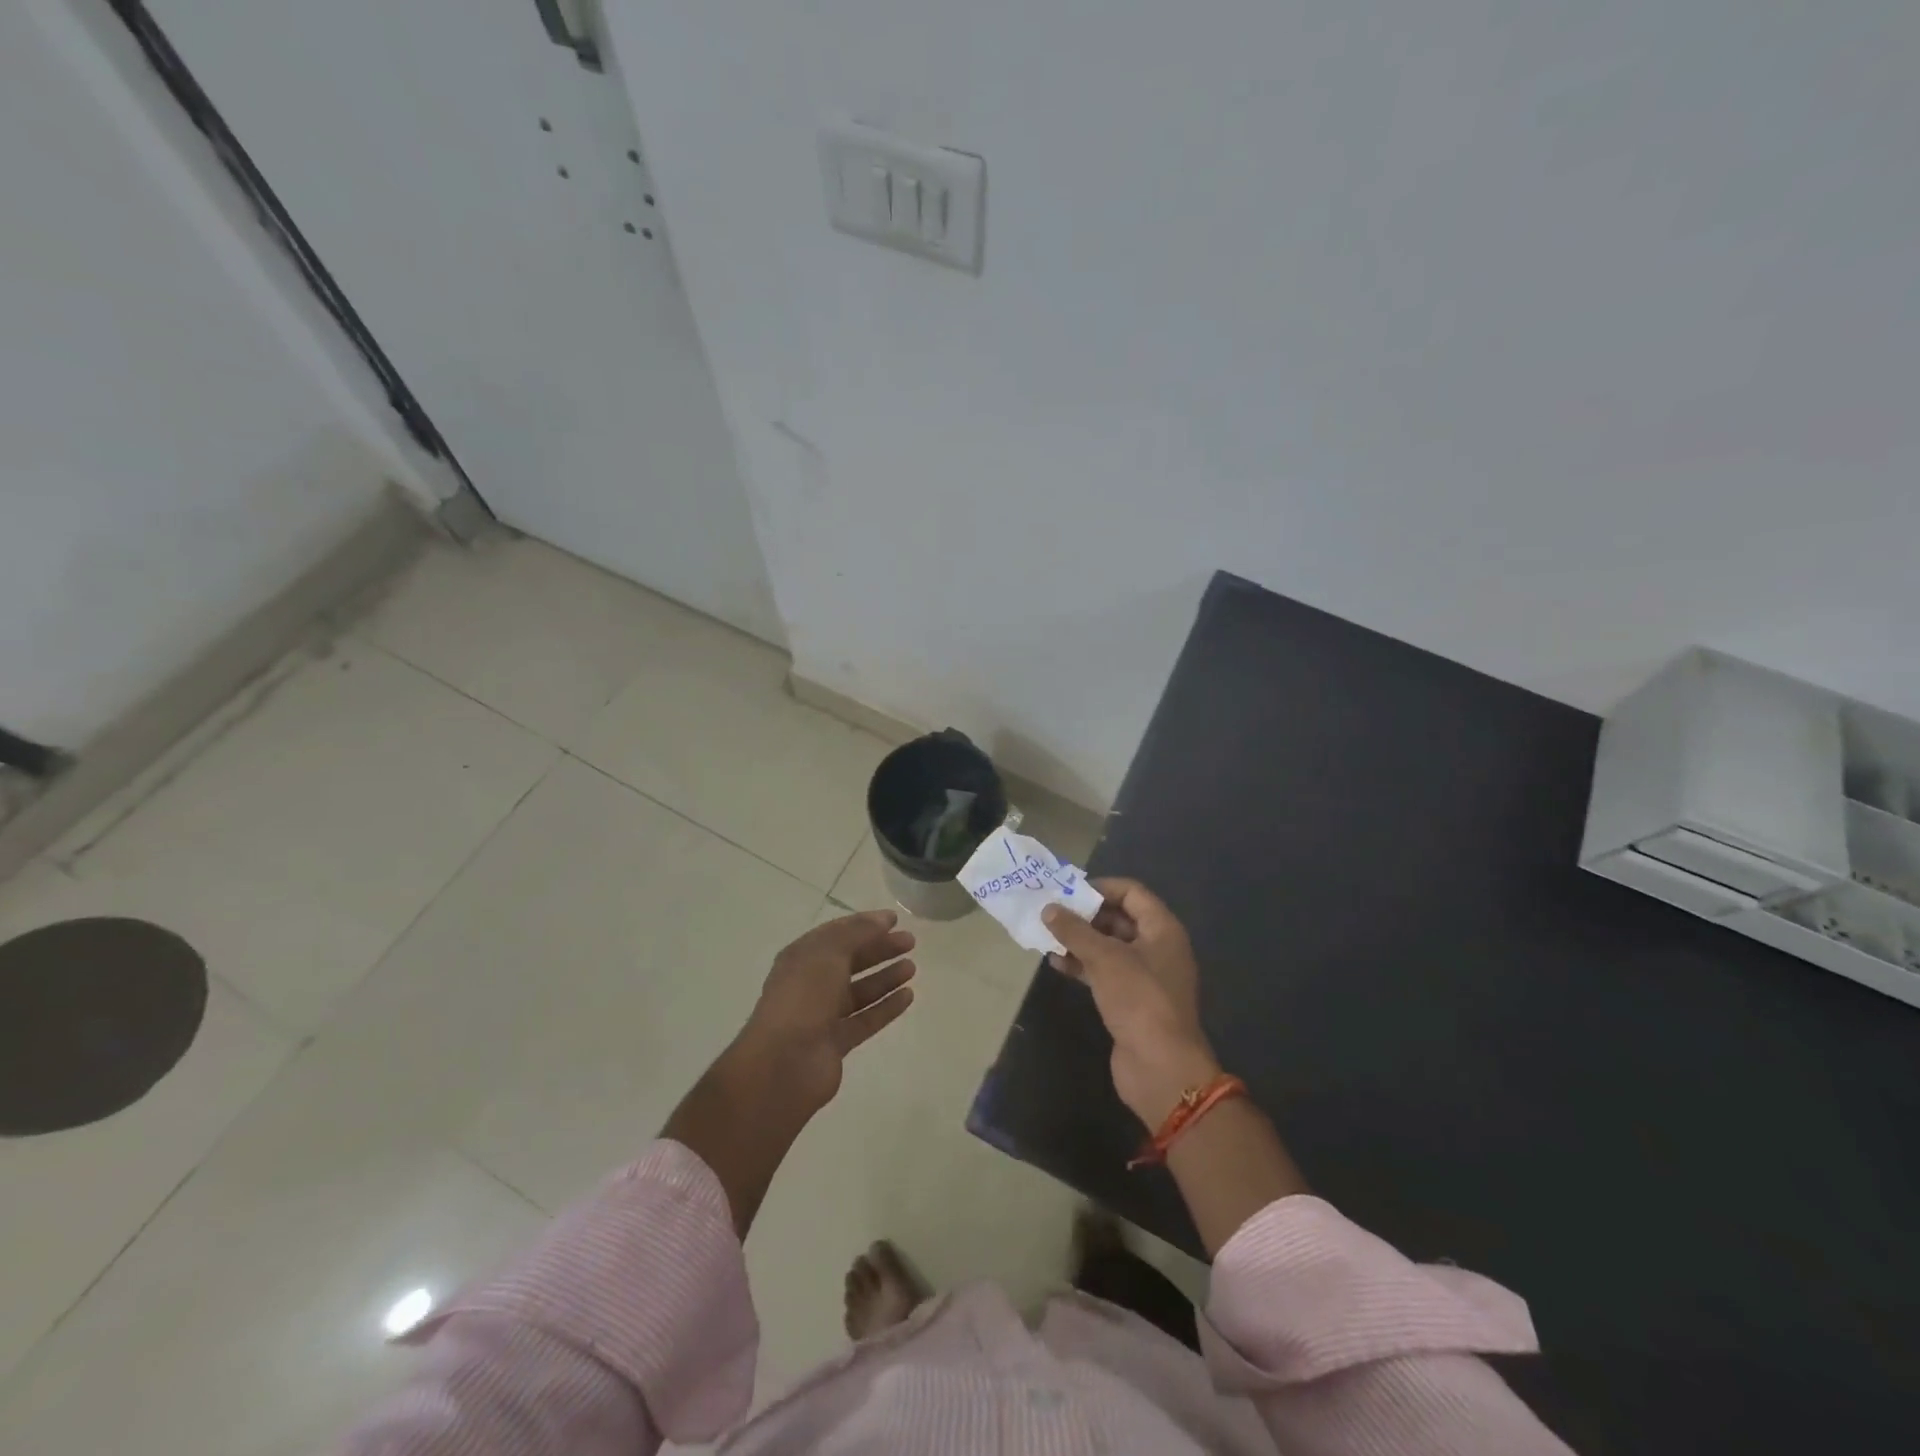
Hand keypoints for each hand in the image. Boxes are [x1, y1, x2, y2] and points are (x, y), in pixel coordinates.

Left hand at [737, 909, 917, 1117]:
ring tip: (912, 967)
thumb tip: (882, 920)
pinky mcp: (836, 1042)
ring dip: (885, 977)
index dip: (865, 924)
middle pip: (851, 960)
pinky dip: (886, 1007)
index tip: (894, 919)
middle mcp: (811, 983)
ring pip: (860, 991)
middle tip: (910, 942)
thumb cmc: (803, 997)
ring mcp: (823, 1014)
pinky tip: (908, 996)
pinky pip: (866, 1019)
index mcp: (802, 957)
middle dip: (879, 949)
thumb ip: (858, 933)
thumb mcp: (829, 953)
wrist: (784, 1063)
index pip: (837, 933)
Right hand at [1042, 879, 1222, 1127]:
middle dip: (1085, 915)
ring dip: (1080, 941)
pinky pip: (1105, 972)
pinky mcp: (1131, 1001)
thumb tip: (1049, 909)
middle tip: (1051, 912)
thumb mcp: (1105, 958)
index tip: (1068, 891)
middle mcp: (1157, 947)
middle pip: (1119, 919)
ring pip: (1109, 947)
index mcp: (1162, 929)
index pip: (1132, 893)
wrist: (1161, 1068)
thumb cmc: (1139, 1000)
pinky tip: (1056, 964)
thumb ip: (1075, 930)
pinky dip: (1083, 965)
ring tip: (1047, 936)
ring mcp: (1145, 976)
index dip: (1101, 887)